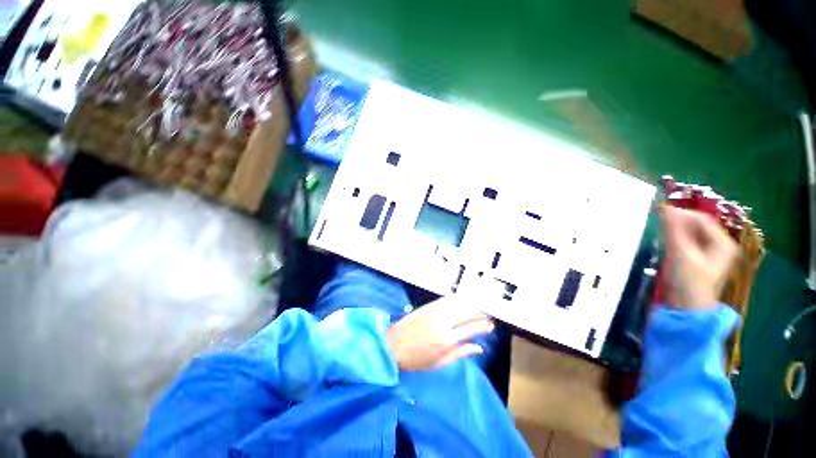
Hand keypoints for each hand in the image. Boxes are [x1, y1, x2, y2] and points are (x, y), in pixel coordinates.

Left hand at [387, 296, 493, 370]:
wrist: (392, 345)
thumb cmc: (415, 359)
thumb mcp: (439, 363)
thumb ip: (460, 353)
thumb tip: (479, 348)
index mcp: (448, 340)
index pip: (472, 329)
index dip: (483, 325)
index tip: (491, 324)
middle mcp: (444, 323)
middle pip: (468, 313)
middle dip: (480, 313)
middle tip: (487, 314)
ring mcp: (435, 312)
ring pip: (458, 303)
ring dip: (470, 303)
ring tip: (479, 305)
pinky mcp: (428, 306)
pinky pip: (446, 299)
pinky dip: (456, 299)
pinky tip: (462, 299)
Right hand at [662, 206, 738, 309]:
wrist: (686, 308)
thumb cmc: (688, 281)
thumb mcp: (681, 254)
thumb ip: (674, 230)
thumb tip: (666, 207)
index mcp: (723, 243)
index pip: (702, 219)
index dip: (682, 214)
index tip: (661, 212)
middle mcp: (720, 245)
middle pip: (697, 226)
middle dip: (678, 223)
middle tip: (659, 224)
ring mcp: (710, 253)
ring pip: (691, 234)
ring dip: (675, 231)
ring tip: (661, 234)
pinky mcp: (699, 260)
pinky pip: (687, 242)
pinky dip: (676, 239)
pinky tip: (666, 244)